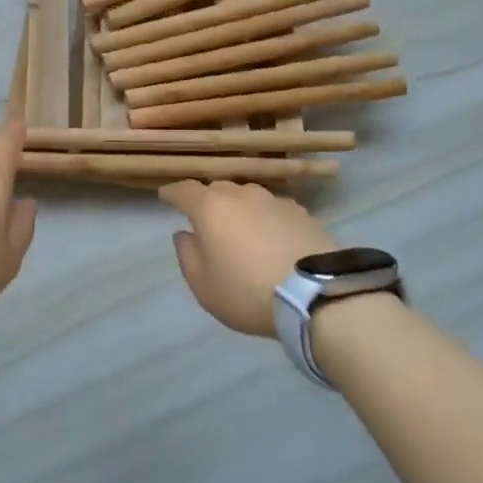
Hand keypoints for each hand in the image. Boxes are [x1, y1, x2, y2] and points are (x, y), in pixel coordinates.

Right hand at [159, 180, 340, 335]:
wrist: (316, 294)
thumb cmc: (248, 292)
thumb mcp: (204, 286)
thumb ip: (188, 256)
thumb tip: (184, 234)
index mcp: (211, 208)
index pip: (184, 190)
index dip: (172, 193)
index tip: (165, 197)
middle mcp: (241, 195)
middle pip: (217, 189)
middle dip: (207, 200)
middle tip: (205, 220)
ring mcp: (273, 200)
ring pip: (247, 196)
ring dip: (238, 208)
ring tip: (240, 228)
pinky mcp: (301, 212)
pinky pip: (272, 209)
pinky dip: (265, 217)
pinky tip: (270, 236)